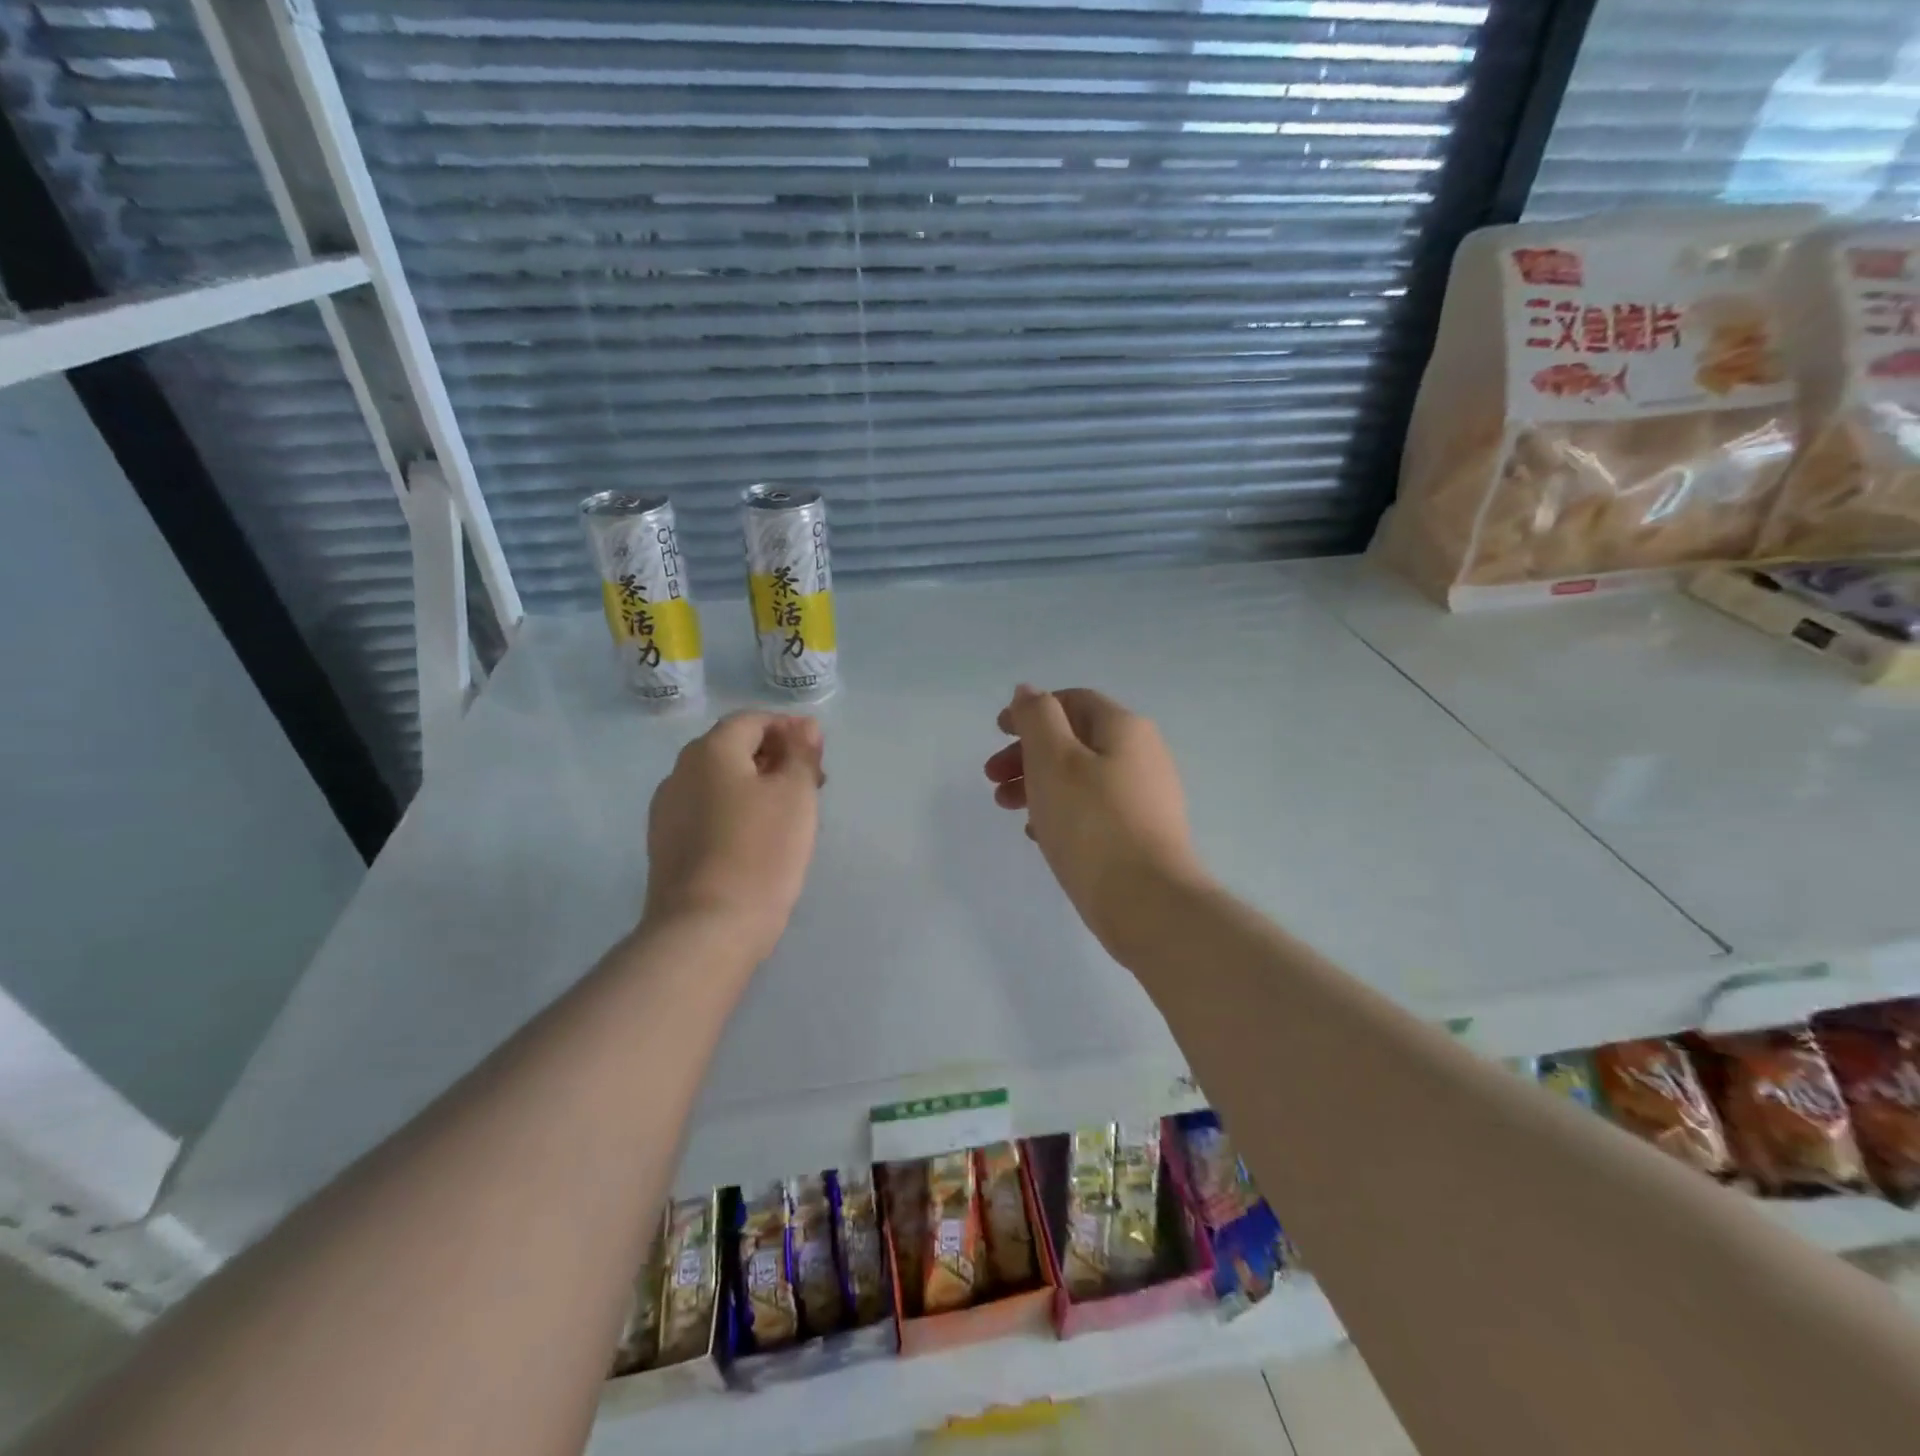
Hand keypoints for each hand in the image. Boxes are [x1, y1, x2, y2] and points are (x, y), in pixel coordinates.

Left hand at [643, 712, 824, 961]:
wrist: (706, 928)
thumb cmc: (761, 851)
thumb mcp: (796, 794)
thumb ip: (802, 753)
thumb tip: (805, 725)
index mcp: (711, 751)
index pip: (752, 720)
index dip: (789, 729)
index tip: (818, 755)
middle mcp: (680, 772)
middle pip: (733, 748)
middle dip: (774, 757)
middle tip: (811, 784)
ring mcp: (667, 810)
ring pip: (719, 782)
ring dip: (755, 785)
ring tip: (789, 814)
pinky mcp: (665, 845)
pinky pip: (706, 812)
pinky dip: (735, 811)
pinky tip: (757, 839)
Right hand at [983, 686, 1204, 954]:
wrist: (1148, 902)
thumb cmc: (1092, 823)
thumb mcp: (1054, 759)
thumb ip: (1037, 718)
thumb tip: (1029, 692)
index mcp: (1124, 728)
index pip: (1073, 702)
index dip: (1031, 712)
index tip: (997, 733)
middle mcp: (1143, 754)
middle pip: (1075, 740)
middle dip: (1028, 754)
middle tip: (993, 779)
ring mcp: (1146, 796)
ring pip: (1081, 777)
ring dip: (1039, 784)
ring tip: (1007, 809)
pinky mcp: (1143, 833)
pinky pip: (1094, 809)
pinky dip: (1061, 811)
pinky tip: (1039, 835)